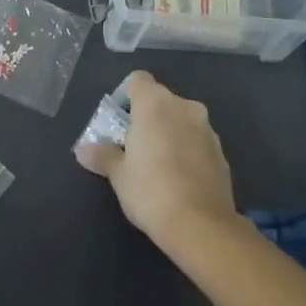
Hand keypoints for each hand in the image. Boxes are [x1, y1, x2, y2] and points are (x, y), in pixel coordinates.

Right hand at [76, 71, 235, 245]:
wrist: (202, 226)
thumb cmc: (151, 190)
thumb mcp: (118, 174)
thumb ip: (102, 156)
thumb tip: (82, 150)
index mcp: (155, 104)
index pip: (137, 80)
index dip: (124, 95)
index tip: (117, 120)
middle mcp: (184, 108)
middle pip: (160, 100)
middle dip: (146, 117)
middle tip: (131, 144)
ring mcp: (207, 130)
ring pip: (181, 120)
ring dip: (168, 133)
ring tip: (155, 164)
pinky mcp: (222, 153)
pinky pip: (196, 141)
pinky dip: (185, 150)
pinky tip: (177, 178)